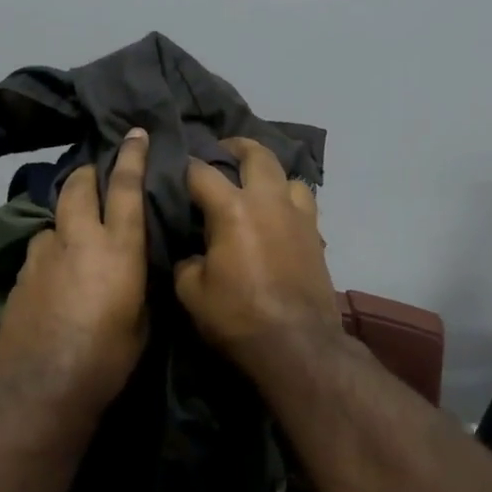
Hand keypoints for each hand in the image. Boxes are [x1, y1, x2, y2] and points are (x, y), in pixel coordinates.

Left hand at [0, 129, 150, 413]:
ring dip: (64, 219)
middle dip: (86, 174)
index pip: (125, 188)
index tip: (134, 134)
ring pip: (53, 221)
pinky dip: (50, 252)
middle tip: (93, 172)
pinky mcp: (20, 276)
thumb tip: (133, 269)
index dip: (131, 157)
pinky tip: (54, 275)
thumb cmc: (108, 358)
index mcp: (117, 248)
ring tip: (72, 236)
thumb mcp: (142, 320)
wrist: (45, 386)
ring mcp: (43, 256)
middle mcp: (77, 240)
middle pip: (77, 187)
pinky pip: (39, 251)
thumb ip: (137, 283)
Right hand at [174, 137, 343, 381]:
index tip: (175, 167)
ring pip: (289, 176)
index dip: (185, 166)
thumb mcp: (191, 292)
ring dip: (271, 173)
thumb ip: (187, 262)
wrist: (297, 344)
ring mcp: (298, 216)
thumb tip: (193, 254)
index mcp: (233, 209)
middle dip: (237, 146)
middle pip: (257, 155)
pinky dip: (288, 200)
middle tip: (223, 150)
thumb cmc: (238, 316)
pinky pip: (304, 203)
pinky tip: (278, 215)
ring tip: (257, 184)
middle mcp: (268, 201)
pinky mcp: (316, 236)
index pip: (202, 173)